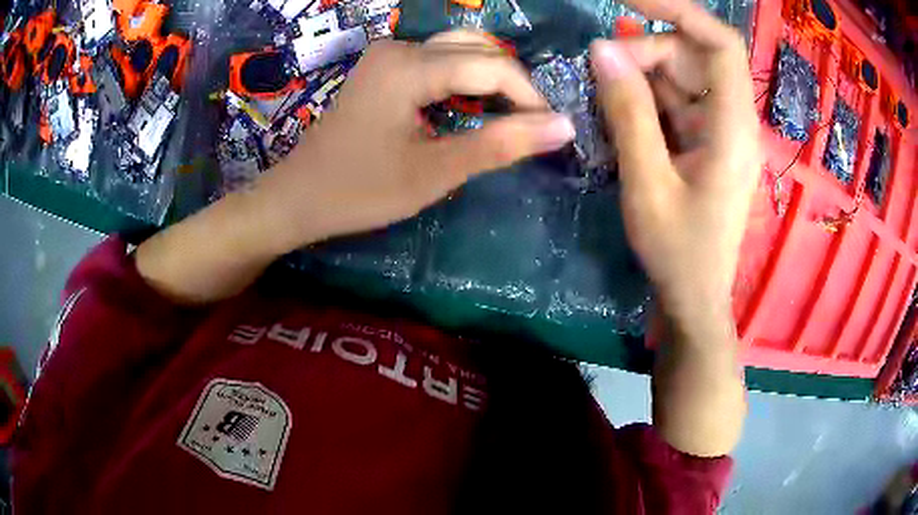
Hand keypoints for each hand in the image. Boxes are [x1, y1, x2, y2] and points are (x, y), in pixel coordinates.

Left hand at [252, 31, 574, 254]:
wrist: (297, 197)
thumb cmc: (359, 191)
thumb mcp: (434, 173)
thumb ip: (499, 145)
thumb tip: (563, 127)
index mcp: (409, 68)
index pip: (492, 66)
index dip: (529, 96)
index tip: (551, 130)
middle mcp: (400, 48)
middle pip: (478, 49)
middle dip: (513, 85)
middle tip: (531, 126)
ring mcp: (388, 55)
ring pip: (459, 50)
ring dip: (491, 79)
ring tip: (509, 118)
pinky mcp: (383, 68)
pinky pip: (438, 60)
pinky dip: (465, 80)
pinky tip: (473, 107)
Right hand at [591, 5, 759, 323]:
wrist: (694, 298)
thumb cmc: (678, 252)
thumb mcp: (647, 184)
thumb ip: (628, 113)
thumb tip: (602, 51)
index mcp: (733, 128)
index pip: (720, 44)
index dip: (679, 10)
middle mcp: (733, 120)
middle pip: (692, 56)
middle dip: (645, 52)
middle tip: (601, 73)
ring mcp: (719, 130)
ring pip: (680, 76)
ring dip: (640, 77)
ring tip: (605, 99)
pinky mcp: (705, 141)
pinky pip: (675, 101)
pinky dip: (645, 99)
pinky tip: (620, 116)